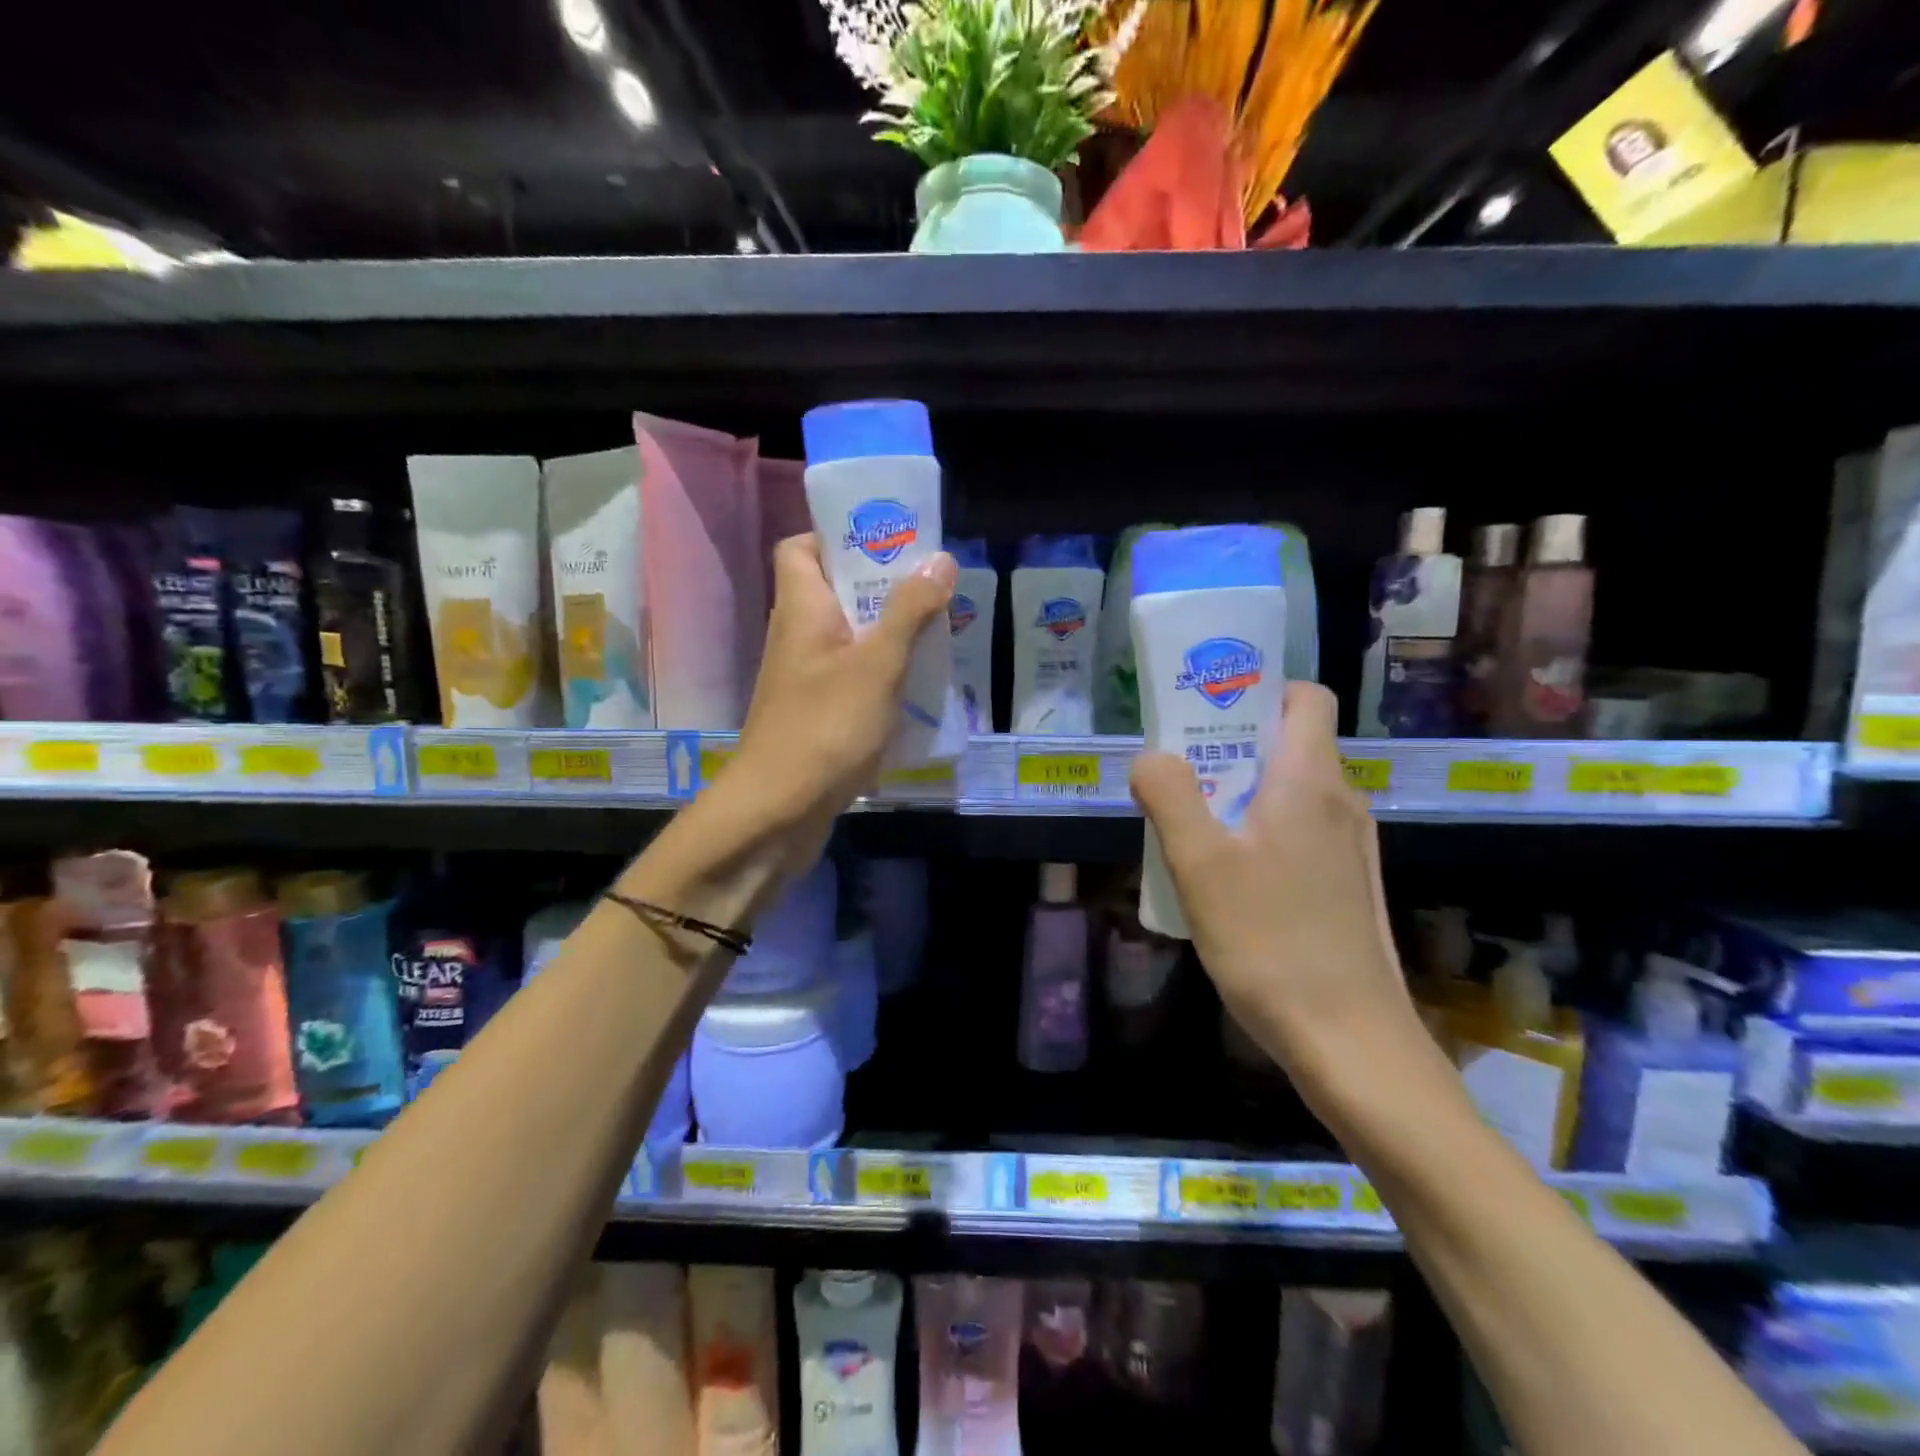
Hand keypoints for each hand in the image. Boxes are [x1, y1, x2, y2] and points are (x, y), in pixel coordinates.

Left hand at [730, 533, 955, 867]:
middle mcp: (798, 636)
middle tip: (932, 588)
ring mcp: (805, 678)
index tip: (887, 544)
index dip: (838, 537)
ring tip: (937, 632)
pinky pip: (853, 677)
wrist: (779, 811)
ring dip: (889, 633)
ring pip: (849, 637)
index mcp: (801, 608)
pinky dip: (883, 674)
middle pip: (835, 591)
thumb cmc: (825, 726)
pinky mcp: (818, 713)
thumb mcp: (877, 664)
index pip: (801, 548)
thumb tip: (939, 558)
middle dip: (883, 587)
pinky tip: (918, 685)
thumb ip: (908, 611)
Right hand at [1129, 682, 1421, 1098]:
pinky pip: (1300, 832)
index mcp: (1311, 780)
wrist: (1349, 1039)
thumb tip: (1151, 757)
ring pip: (1292, 791)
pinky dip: (1262, 831)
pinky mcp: (1347, 885)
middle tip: (1179, 773)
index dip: (1259, 690)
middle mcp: (1341, 801)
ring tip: (1193, 826)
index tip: (1208, 711)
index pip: (1305, 698)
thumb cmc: (1269, 940)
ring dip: (1242, 792)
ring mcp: (1351, 846)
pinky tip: (1228, 878)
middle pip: (1291, 743)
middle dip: (1232, 746)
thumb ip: (1169, 795)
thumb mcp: (1198, 863)